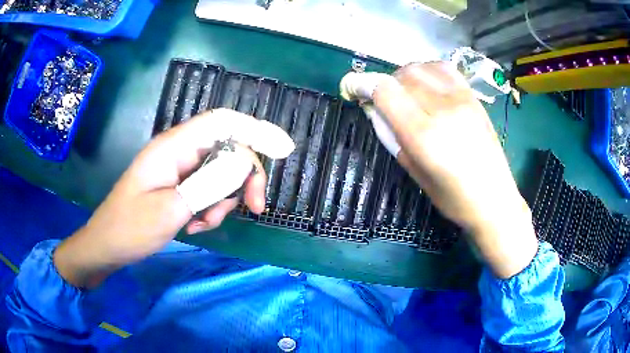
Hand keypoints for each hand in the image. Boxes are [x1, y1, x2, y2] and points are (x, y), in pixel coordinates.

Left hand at [54, 109, 293, 287]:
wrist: (108, 245)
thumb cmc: (131, 227)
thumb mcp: (171, 209)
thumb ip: (208, 184)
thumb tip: (243, 164)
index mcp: (174, 146)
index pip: (222, 122)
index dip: (255, 129)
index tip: (283, 149)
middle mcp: (180, 152)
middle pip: (227, 150)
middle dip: (243, 178)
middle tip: (255, 208)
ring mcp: (180, 170)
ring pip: (220, 174)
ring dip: (223, 200)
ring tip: (204, 224)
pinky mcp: (179, 187)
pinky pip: (207, 191)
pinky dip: (210, 209)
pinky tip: (196, 226)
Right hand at [342, 63, 536, 278]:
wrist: (495, 199)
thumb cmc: (453, 198)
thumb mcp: (415, 174)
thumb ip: (393, 137)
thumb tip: (375, 110)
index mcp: (423, 135)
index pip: (385, 91)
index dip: (363, 85)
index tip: (354, 89)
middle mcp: (442, 109)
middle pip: (402, 75)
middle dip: (385, 83)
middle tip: (385, 100)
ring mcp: (461, 99)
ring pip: (421, 67)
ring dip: (405, 75)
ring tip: (407, 93)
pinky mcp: (473, 97)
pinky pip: (444, 68)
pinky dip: (428, 70)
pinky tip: (428, 85)